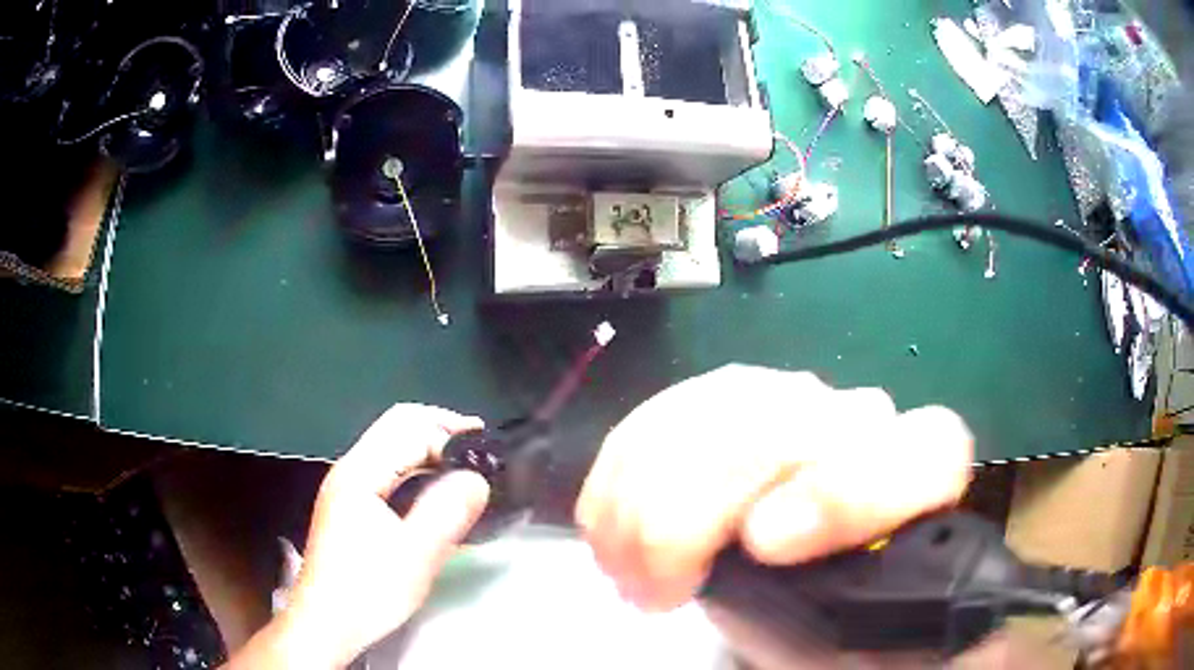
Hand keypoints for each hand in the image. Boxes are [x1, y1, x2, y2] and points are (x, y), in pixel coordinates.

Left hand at [227, 405, 489, 668]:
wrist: (326, 623)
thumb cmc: (368, 591)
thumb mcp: (414, 556)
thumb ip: (446, 513)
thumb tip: (477, 478)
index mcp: (359, 475)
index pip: (407, 429)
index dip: (448, 431)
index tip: (485, 444)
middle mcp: (348, 472)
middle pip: (394, 427)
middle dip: (438, 428)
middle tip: (478, 446)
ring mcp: (344, 489)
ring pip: (388, 448)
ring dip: (426, 447)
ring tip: (462, 465)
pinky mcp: (347, 508)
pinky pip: (385, 471)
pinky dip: (414, 467)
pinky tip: (431, 488)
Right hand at [576, 365, 973, 612]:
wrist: (808, 594)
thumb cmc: (852, 630)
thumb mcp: (890, 651)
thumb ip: (925, 640)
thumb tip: (949, 636)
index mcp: (920, 487)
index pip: (923, 449)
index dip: (845, 491)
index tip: (763, 547)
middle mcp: (862, 431)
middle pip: (790, 418)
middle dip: (699, 503)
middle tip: (654, 587)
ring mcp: (787, 409)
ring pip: (717, 405)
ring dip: (646, 493)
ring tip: (627, 572)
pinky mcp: (721, 409)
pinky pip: (663, 414)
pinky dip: (620, 473)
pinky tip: (609, 532)